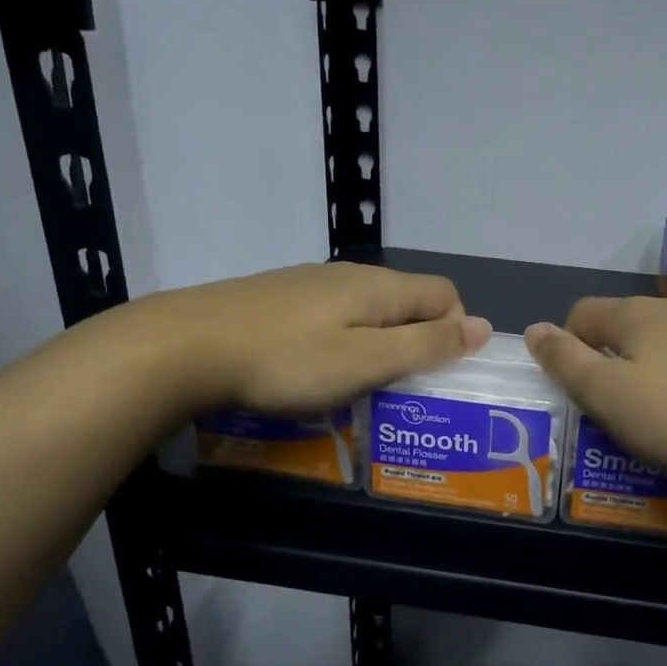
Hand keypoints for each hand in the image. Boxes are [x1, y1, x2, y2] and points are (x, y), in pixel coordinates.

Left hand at [160, 262, 490, 417]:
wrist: (184, 347)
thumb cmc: (286, 361)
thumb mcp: (366, 361)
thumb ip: (425, 345)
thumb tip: (483, 328)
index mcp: (379, 287)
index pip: (445, 294)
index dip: (456, 331)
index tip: (436, 374)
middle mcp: (349, 275)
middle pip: (407, 302)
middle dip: (418, 342)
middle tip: (401, 389)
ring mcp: (310, 285)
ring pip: (368, 311)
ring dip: (379, 345)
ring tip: (359, 387)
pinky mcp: (278, 300)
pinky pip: (332, 318)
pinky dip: (342, 343)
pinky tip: (313, 372)